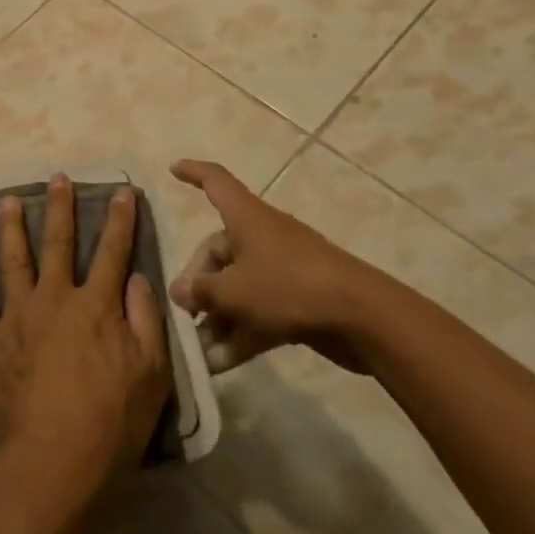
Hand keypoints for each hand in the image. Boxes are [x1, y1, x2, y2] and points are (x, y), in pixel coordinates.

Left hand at [0, 177, 171, 506]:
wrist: (55, 461)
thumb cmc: (112, 421)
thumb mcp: (152, 373)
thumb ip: (146, 320)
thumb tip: (138, 278)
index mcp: (96, 305)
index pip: (113, 251)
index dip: (119, 219)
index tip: (121, 190)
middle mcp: (54, 299)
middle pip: (57, 243)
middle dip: (59, 207)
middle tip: (56, 178)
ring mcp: (16, 317)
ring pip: (12, 261)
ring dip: (10, 229)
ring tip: (7, 203)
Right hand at [169, 159, 383, 374]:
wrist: (361, 317)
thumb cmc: (287, 287)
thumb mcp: (233, 290)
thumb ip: (201, 291)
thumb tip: (179, 291)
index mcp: (246, 218)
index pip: (215, 182)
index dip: (193, 172)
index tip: (173, 168)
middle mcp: (261, 238)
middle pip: (219, 252)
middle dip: (199, 285)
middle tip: (184, 314)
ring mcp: (281, 270)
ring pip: (238, 289)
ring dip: (217, 319)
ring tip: (199, 352)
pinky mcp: (297, 301)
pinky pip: (258, 312)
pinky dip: (240, 333)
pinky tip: (220, 365)